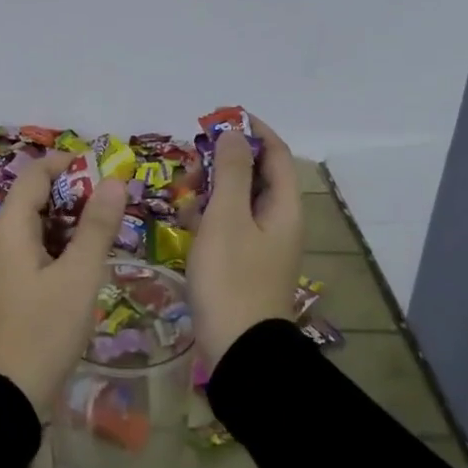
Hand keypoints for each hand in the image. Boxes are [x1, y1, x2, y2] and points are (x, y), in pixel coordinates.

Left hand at [0, 154, 129, 414]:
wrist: (5, 395)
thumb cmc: (45, 330)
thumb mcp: (79, 276)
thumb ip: (97, 226)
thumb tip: (113, 180)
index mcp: (9, 228)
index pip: (34, 174)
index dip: (68, 164)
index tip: (105, 168)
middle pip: (33, 198)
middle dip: (73, 194)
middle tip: (113, 203)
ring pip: (34, 227)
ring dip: (67, 222)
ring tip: (105, 230)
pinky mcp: (4, 288)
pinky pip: (30, 251)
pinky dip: (57, 246)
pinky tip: (82, 262)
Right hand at [186, 117, 303, 365]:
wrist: (238, 347)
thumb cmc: (231, 277)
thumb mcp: (226, 218)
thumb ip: (230, 172)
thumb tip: (233, 133)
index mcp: (284, 206)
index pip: (276, 153)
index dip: (252, 131)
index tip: (219, 119)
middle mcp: (279, 220)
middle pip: (255, 175)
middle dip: (223, 162)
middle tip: (191, 164)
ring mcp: (262, 243)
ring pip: (238, 200)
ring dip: (212, 189)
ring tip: (183, 195)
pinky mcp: (244, 261)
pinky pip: (229, 225)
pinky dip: (210, 216)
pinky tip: (186, 223)